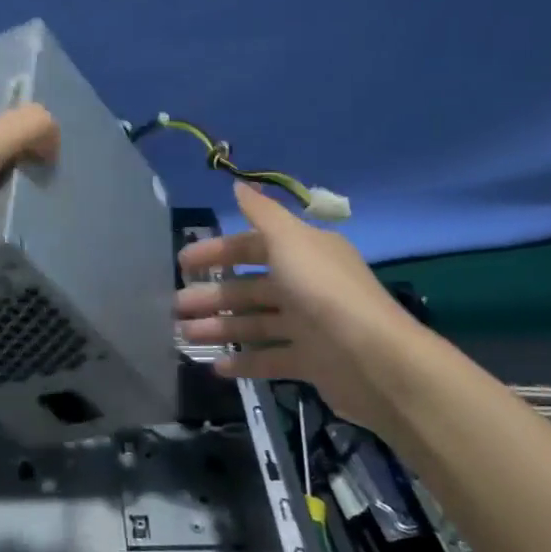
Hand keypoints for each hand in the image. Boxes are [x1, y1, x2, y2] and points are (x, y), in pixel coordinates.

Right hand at [175, 182, 426, 432]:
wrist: (374, 360)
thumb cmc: (323, 291)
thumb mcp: (290, 240)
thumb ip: (262, 213)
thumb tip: (237, 185)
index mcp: (303, 252)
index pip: (251, 247)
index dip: (217, 252)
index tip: (183, 264)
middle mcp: (305, 284)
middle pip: (249, 287)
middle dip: (212, 295)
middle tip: (176, 307)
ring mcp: (308, 325)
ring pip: (255, 323)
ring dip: (220, 327)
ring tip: (184, 336)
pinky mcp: (311, 362)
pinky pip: (270, 359)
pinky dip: (244, 361)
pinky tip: (215, 367)